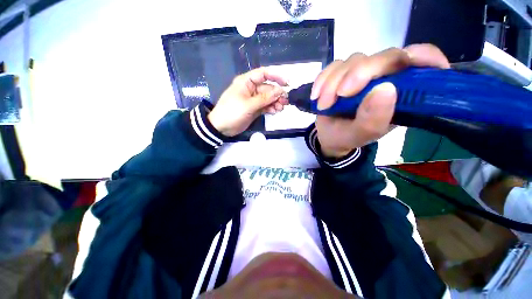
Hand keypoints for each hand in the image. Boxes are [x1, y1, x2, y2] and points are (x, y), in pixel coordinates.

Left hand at [208, 67, 288, 136]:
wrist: (221, 127)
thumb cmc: (232, 112)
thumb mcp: (248, 105)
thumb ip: (265, 98)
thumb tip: (280, 91)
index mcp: (246, 82)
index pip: (263, 74)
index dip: (276, 76)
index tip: (287, 84)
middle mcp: (251, 89)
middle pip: (268, 88)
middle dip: (277, 94)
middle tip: (285, 101)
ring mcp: (253, 100)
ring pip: (268, 98)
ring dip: (276, 102)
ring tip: (281, 108)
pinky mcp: (255, 109)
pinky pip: (266, 106)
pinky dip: (271, 108)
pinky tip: (275, 111)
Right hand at [311, 44, 450, 157]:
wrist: (329, 136)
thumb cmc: (347, 137)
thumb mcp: (359, 135)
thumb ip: (372, 120)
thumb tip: (385, 89)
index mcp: (401, 95)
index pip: (423, 63)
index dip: (423, 56)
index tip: (410, 61)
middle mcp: (386, 79)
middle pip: (384, 57)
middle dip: (358, 74)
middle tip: (339, 95)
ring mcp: (363, 74)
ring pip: (355, 60)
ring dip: (334, 82)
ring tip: (324, 105)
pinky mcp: (344, 73)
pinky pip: (334, 66)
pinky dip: (323, 79)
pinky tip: (316, 95)